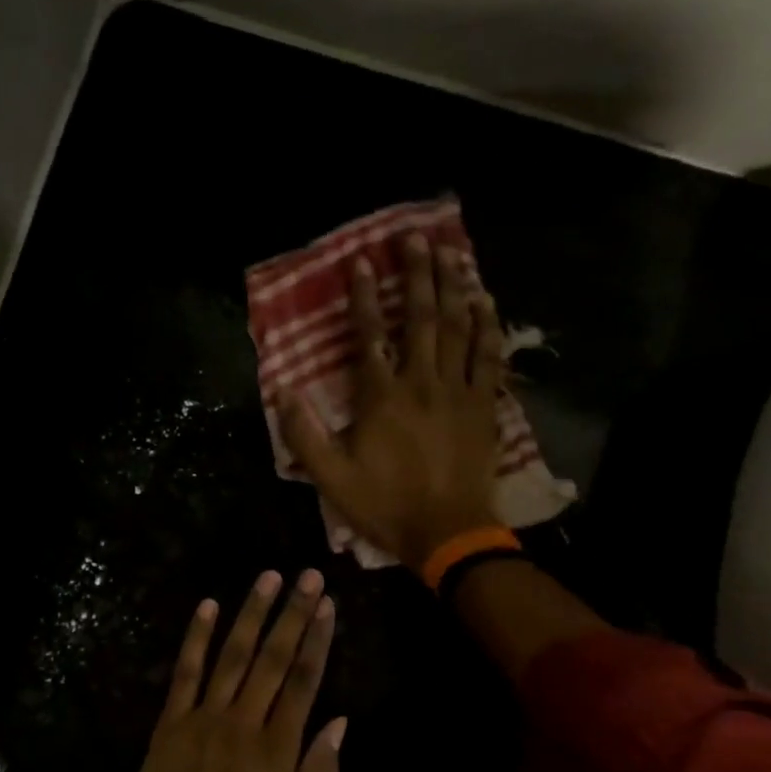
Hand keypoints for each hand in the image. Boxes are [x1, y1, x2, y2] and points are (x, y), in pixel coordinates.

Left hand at [120, 570, 345, 771]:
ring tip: (268, 577)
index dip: (317, 640)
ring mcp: (204, 718)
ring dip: (252, 613)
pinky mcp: (171, 721)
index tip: (328, 606)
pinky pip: (185, 672)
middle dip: (293, 613)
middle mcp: (243, 723)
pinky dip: (197, 637)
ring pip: (233, 656)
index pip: (303, 681)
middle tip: (308, 576)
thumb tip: (340, 722)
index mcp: (277, 749)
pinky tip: (208, 605)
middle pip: (273, 658)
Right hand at [282, 232, 506, 570]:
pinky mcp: (483, 406)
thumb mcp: (331, 478)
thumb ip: (304, 434)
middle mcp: (420, 383)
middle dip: (416, 275)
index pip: (370, 336)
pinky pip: (488, 358)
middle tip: (415, 238)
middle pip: (420, 318)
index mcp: (381, 397)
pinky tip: (485, 302)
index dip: (364, 297)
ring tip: (451, 254)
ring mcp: (456, 392)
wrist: (448, 533)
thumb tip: (282, 391)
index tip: (361, 263)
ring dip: (453, 288)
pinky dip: (487, 327)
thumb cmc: (386, 506)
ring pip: (458, 329)